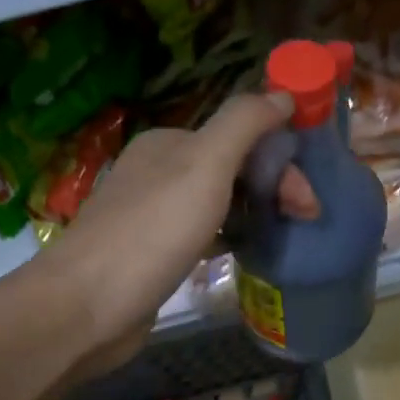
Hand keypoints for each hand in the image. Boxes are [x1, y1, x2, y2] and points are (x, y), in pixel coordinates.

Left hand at [39, 93, 318, 362]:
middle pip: (233, 170)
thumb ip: (244, 125)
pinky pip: (205, 236)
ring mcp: (155, 215)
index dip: (281, 162)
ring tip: (285, 238)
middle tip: (305, 221)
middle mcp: (161, 172)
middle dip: (274, 189)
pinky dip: (230, 238)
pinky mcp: (155, 255)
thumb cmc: (153, 232)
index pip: (241, 138)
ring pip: (221, 204)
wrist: (89, 305)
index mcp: (171, 143)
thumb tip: (283, 94)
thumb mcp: (204, 166)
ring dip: (257, 214)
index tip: (310, 202)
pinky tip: (247, 254)